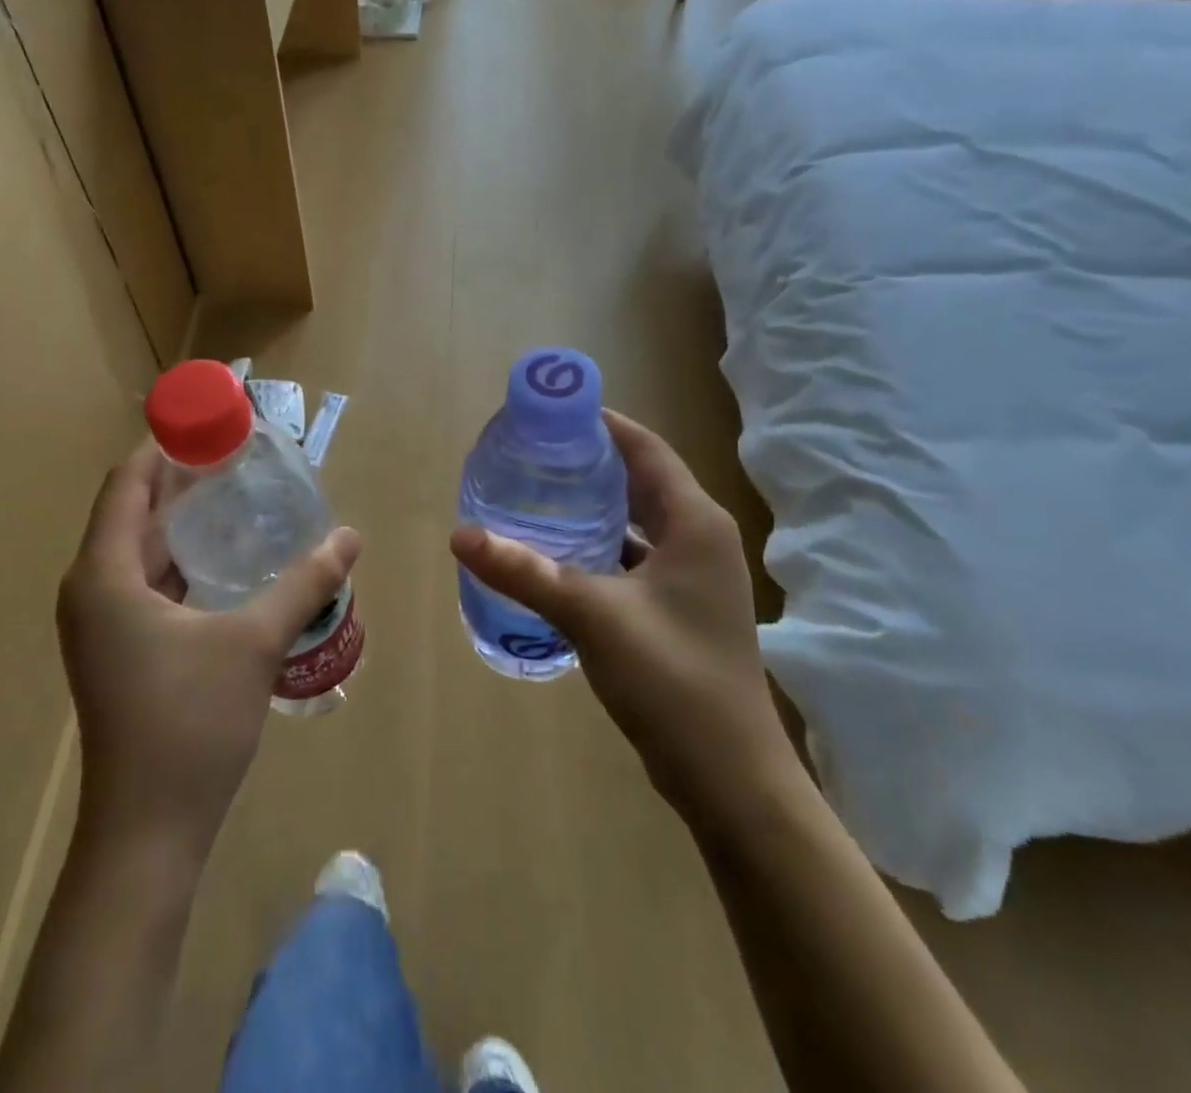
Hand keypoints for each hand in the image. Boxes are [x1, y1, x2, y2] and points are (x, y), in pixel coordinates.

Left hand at [58, 440, 361, 854]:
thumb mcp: (255, 643)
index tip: (214, 422)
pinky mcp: (119, 648)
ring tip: (241, 494)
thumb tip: (350, 537)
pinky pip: (146, 580)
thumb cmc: (190, 725)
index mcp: (104, 576)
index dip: (166, 446)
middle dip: (181, 478)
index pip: (126, 483)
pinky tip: (229, 557)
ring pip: (140, 547)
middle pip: (132, 509)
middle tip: (240, 454)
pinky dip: (182, 558)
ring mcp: (102, 623)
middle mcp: (92, 590)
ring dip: (183, 519)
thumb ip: (304, 583)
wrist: (147, 833)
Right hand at [450, 410, 792, 810]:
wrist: (729, 776)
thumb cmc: (672, 679)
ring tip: (536, 495)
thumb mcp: (592, 615)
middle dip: (589, 463)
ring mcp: (693, 576)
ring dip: (593, 507)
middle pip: (640, 480)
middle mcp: (700, 538)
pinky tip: (556, 555)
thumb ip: (526, 571)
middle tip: (532, 454)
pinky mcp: (679, 608)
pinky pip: (633, 559)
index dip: (601, 424)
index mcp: (695, 522)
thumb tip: (460, 535)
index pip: (645, 448)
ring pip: (636, 522)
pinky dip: (598, 548)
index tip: (550, 414)